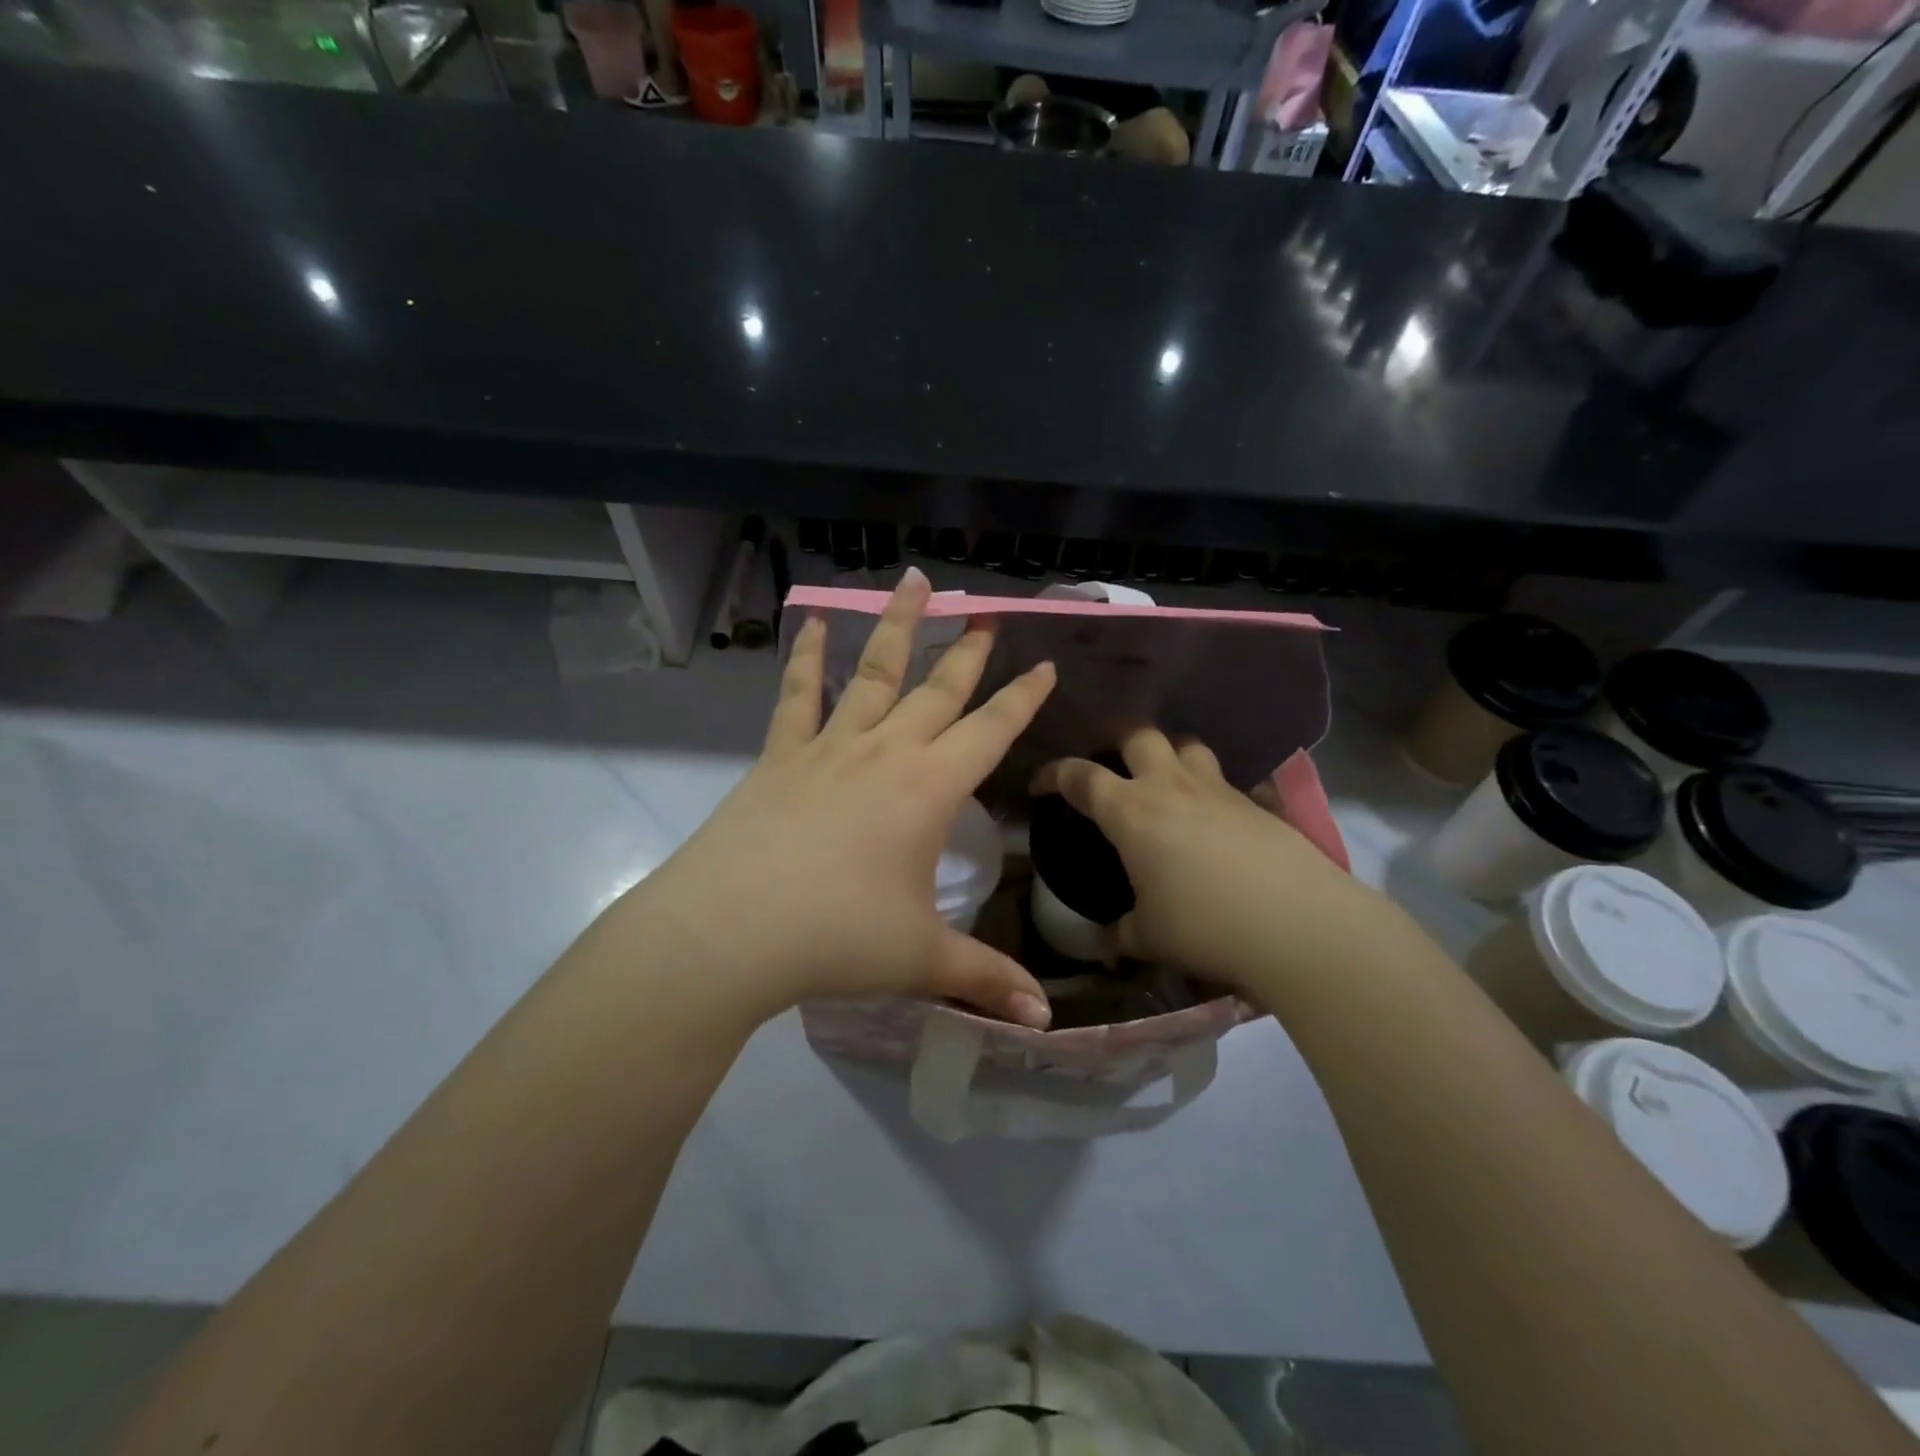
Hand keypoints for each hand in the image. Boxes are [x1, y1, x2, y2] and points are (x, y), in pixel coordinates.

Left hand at [614, 568, 1056, 1028]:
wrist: (730, 933)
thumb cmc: (836, 940)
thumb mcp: (921, 960)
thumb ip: (986, 981)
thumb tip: (1044, 1020)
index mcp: (929, 789)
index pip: (991, 730)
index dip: (1023, 698)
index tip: (1045, 663)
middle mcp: (885, 753)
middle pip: (938, 691)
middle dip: (968, 653)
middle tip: (986, 614)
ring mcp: (829, 748)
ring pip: (872, 673)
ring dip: (896, 627)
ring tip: (914, 582)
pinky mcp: (780, 757)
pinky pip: (797, 697)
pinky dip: (807, 659)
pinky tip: (814, 625)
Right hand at [1034, 727, 1373, 996]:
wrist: (1298, 925)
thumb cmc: (1204, 926)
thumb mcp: (1149, 937)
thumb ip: (1120, 934)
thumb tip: (1106, 945)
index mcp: (1130, 811)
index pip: (1080, 776)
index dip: (1055, 773)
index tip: (1042, 784)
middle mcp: (1171, 786)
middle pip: (1138, 734)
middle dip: (1116, 737)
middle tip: (1109, 758)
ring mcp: (1219, 789)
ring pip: (1187, 744)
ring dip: (1169, 752)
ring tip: (1164, 777)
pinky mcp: (1258, 803)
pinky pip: (1226, 781)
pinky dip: (1211, 789)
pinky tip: (1215, 818)